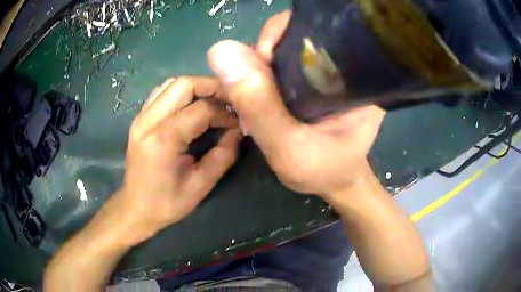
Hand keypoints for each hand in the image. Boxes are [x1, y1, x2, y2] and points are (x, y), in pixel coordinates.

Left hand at [117, 77, 241, 240]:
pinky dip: (180, 93)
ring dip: (196, 87)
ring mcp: (141, 117)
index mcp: (164, 140)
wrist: (135, 208)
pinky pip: (161, 93)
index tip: (238, 121)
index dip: (224, 112)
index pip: (201, 109)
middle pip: (184, 84)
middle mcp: (148, 121)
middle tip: (228, 100)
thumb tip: (238, 131)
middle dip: (211, 87)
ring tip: (213, 101)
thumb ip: (223, 156)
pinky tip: (191, 105)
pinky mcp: (139, 119)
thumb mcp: (200, 185)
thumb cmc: (167, 203)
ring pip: (171, 84)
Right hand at [207, 11, 384, 200]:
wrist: (336, 182)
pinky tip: (259, 98)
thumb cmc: (323, 171)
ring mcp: (328, 71)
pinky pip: (282, 66)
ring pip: (284, 51)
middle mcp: (344, 65)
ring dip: (260, 70)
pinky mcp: (315, 80)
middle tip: (254, 93)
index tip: (259, 67)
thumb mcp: (289, 147)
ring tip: (254, 101)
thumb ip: (258, 104)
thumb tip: (220, 50)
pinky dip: (263, 78)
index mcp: (353, 73)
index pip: (312, 30)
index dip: (277, 37)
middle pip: (295, 37)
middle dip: (264, 59)